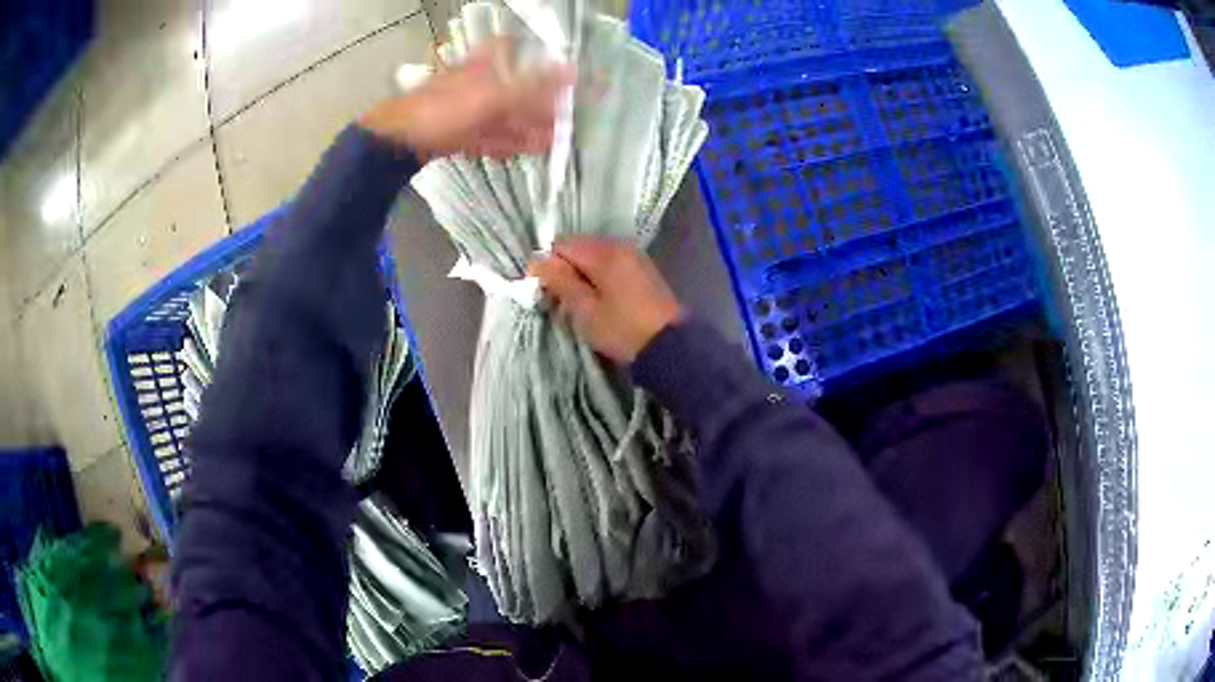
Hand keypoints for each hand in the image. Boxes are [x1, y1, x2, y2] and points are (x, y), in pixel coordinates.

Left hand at [359, 38, 572, 159]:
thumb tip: (573, 70)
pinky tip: (525, 150)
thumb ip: (534, 87)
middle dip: (536, 104)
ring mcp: (464, 107)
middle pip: (511, 87)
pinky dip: (506, 141)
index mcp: (483, 63)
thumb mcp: (494, 97)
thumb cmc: (447, 110)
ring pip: (501, 114)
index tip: (556, 69)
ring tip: (550, 140)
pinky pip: (487, 134)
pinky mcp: (456, 132)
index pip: (508, 46)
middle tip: (560, 119)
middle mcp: (476, 81)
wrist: (398, 141)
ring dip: (525, 127)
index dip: (530, 53)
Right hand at [528, 238, 682, 363]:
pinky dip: (599, 278)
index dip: (547, 266)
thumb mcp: (585, 310)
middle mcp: (619, 245)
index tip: (545, 293)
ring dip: (581, 276)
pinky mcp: (643, 270)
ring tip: (581, 305)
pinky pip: (610, 264)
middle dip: (564, 270)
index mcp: (604, 252)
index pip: (561, 245)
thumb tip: (537, 260)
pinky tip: (600, 302)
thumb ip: (560, 282)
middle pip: (578, 248)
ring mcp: (634, 256)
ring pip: (594, 257)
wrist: (671, 347)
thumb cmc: (623, 330)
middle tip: (561, 302)